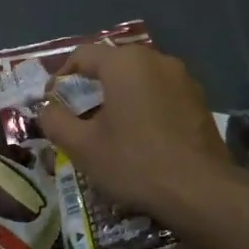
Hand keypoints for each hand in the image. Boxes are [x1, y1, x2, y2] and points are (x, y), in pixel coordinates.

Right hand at [37, 44, 242, 220]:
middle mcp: (156, 60)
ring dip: (119, 97)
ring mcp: (183, 79)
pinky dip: (144, 107)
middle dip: (91, 87)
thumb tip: (46, 109)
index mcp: (125, 63)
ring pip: (139, 80)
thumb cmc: (134, 162)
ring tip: (108, 128)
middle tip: (77, 116)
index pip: (82, 55)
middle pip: (112, 65)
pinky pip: (161, 95)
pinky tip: (140, 137)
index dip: (60, 77)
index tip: (52, 102)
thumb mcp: (81, 146)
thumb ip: (55, 121)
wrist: (201, 192)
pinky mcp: (200, 102)